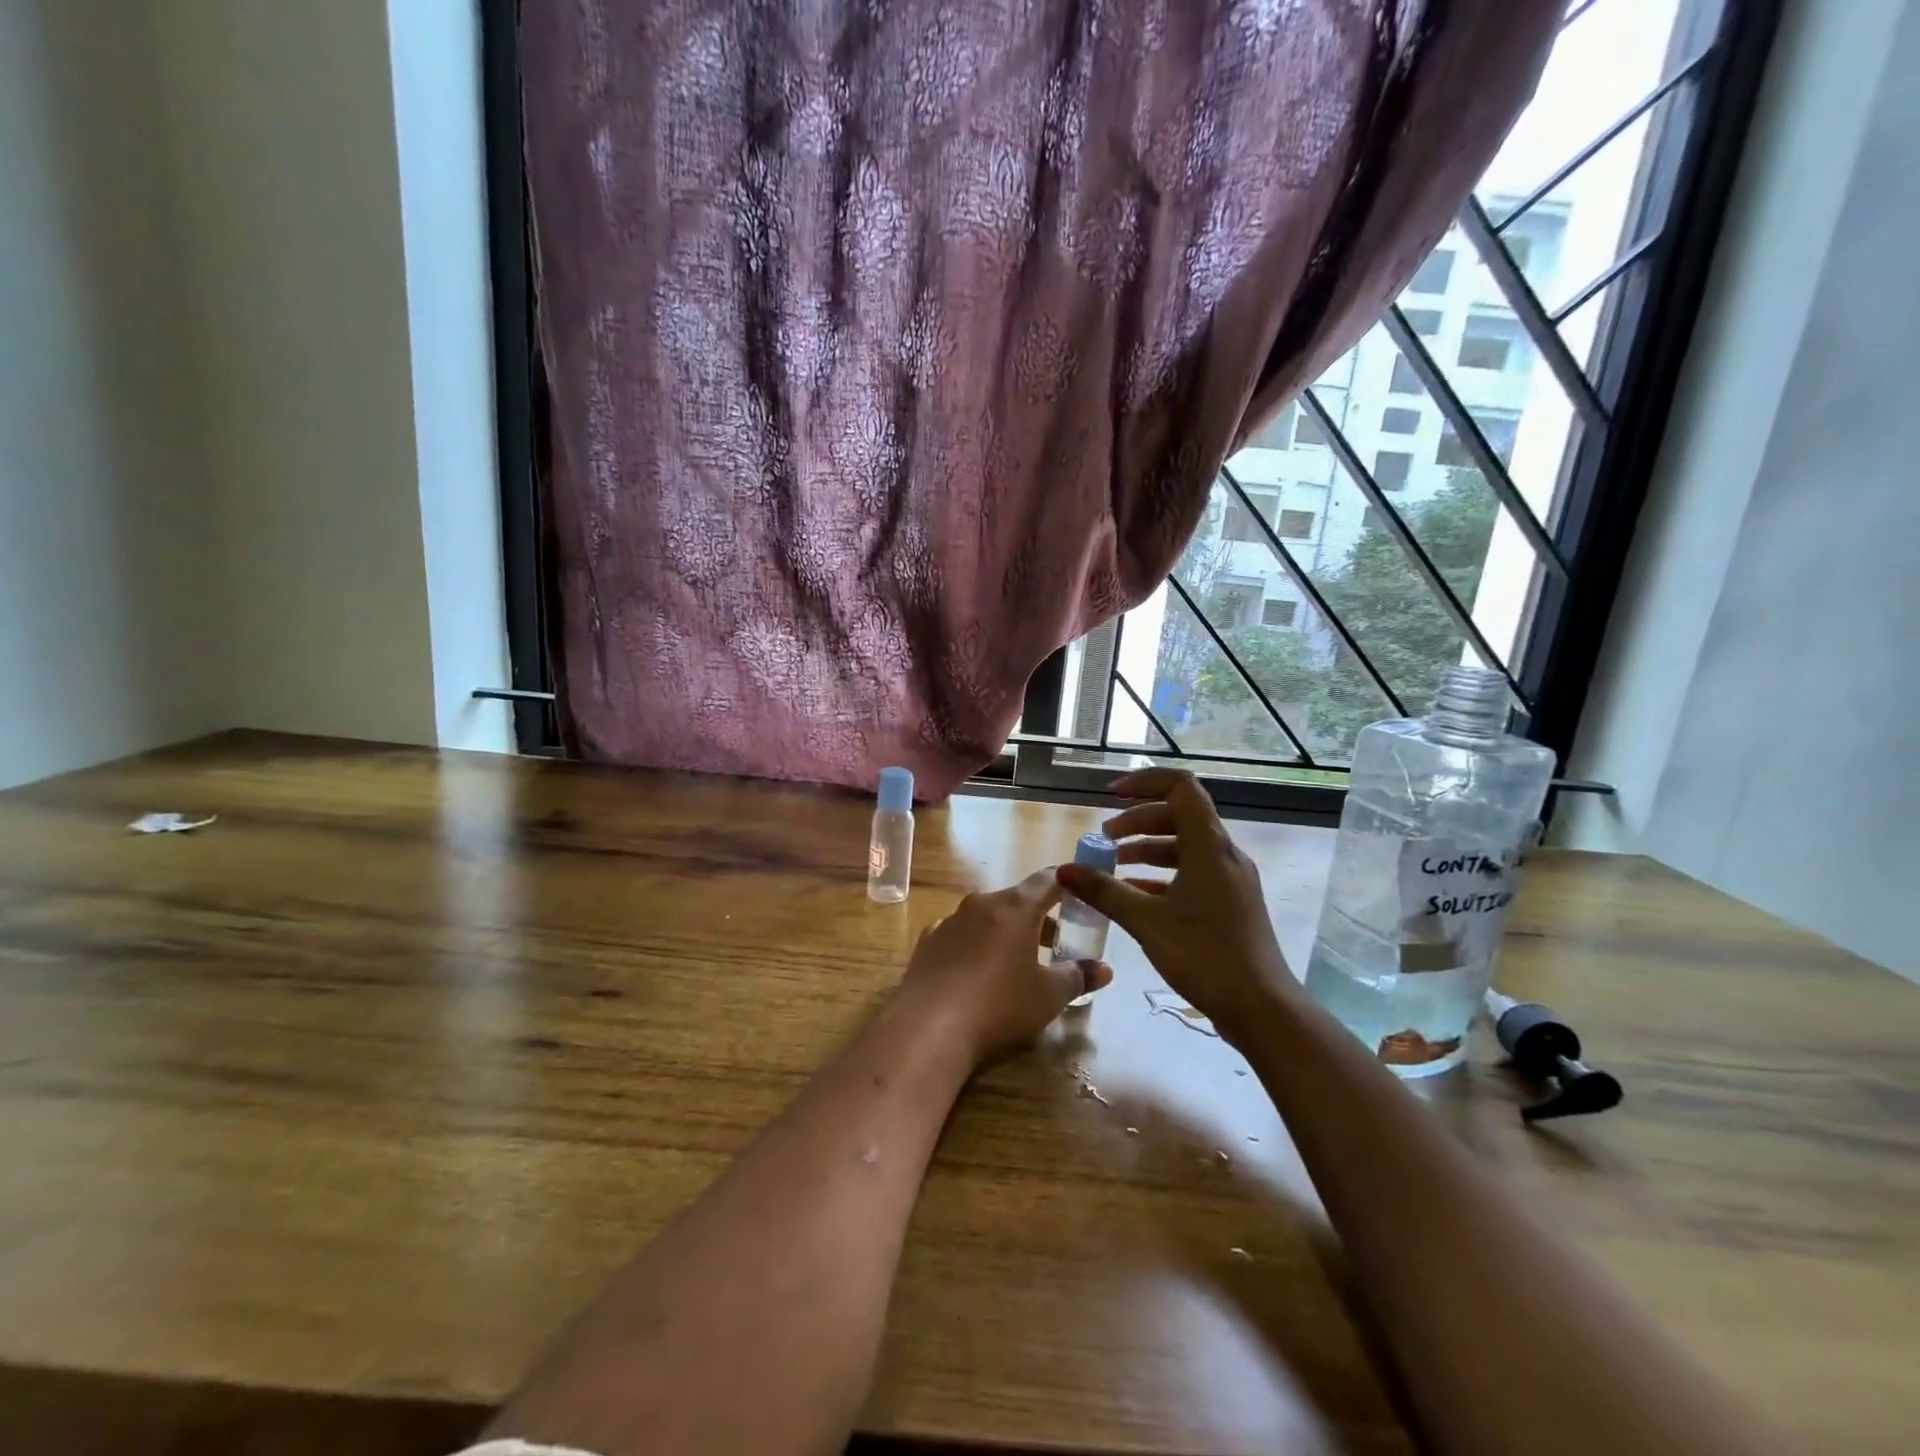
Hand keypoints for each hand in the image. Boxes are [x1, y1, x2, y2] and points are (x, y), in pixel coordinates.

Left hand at [899, 869, 1113, 1065]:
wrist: (929, 1027)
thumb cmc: (1000, 1004)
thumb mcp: (1049, 995)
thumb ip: (1078, 977)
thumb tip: (1104, 969)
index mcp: (1015, 907)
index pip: (1048, 880)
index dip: (1067, 883)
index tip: (1080, 889)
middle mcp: (981, 904)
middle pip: (1017, 900)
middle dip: (1038, 917)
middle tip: (1057, 941)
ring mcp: (949, 921)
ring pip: (987, 917)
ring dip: (1005, 932)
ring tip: (1019, 961)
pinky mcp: (927, 942)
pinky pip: (960, 935)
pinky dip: (975, 945)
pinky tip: (978, 973)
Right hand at [1057, 768, 1292, 1045]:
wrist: (1262, 1008)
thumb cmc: (1204, 956)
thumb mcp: (1146, 921)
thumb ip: (1104, 891)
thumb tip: (1064, 869)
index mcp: (1209, 847)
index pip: (1181, 787)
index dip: (1145, 782)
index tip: (1111, 795)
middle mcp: (1223, 854)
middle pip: (1178, 816)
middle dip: (1137, 821)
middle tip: (1104, 839)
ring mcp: (1230, 879)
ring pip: (1184, 846)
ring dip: (1146, 848)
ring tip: (1112, 866)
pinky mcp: (1230, 902)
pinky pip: (1191, 872)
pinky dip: (1161, 875)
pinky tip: (1133, 894)